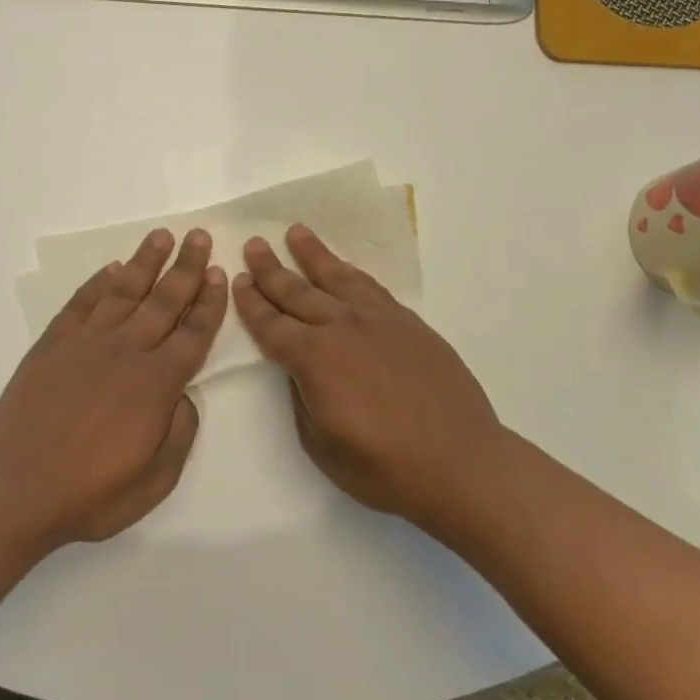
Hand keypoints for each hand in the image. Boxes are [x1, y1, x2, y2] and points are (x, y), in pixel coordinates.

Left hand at [0, 228, 227, 550]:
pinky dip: (98, 282)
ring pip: (123, 292)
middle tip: (198, 237)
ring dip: (144, 262)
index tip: (219, 274)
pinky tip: (111, 269)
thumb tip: (185, 397)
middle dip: (185, 267)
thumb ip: (180, 433)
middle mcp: (125, 351)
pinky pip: (81, 303)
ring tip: (161, 236)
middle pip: (164, 300)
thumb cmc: (91, 493)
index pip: (193, 333)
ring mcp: (85, 343)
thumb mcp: (156, 481)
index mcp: (156, 384)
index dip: (209, 302)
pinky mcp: (53, 344)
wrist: (17, 488)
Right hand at [233, 224, 506, 532]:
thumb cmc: (383, 466)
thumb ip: (302, 396)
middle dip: (271, 269)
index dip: (251, 303)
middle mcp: (342, 327)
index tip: (238, 280)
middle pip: (297, 291)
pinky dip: (351, 272)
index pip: (271, 324)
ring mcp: (379, 320)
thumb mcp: (320, 443)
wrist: (461, 463)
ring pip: (337, 277)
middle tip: (255, 244)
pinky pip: (371, 287)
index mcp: (313, 358)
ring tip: (296, 232)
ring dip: (312, 254)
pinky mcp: (409, 323)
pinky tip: (344, 268)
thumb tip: (301, 369)